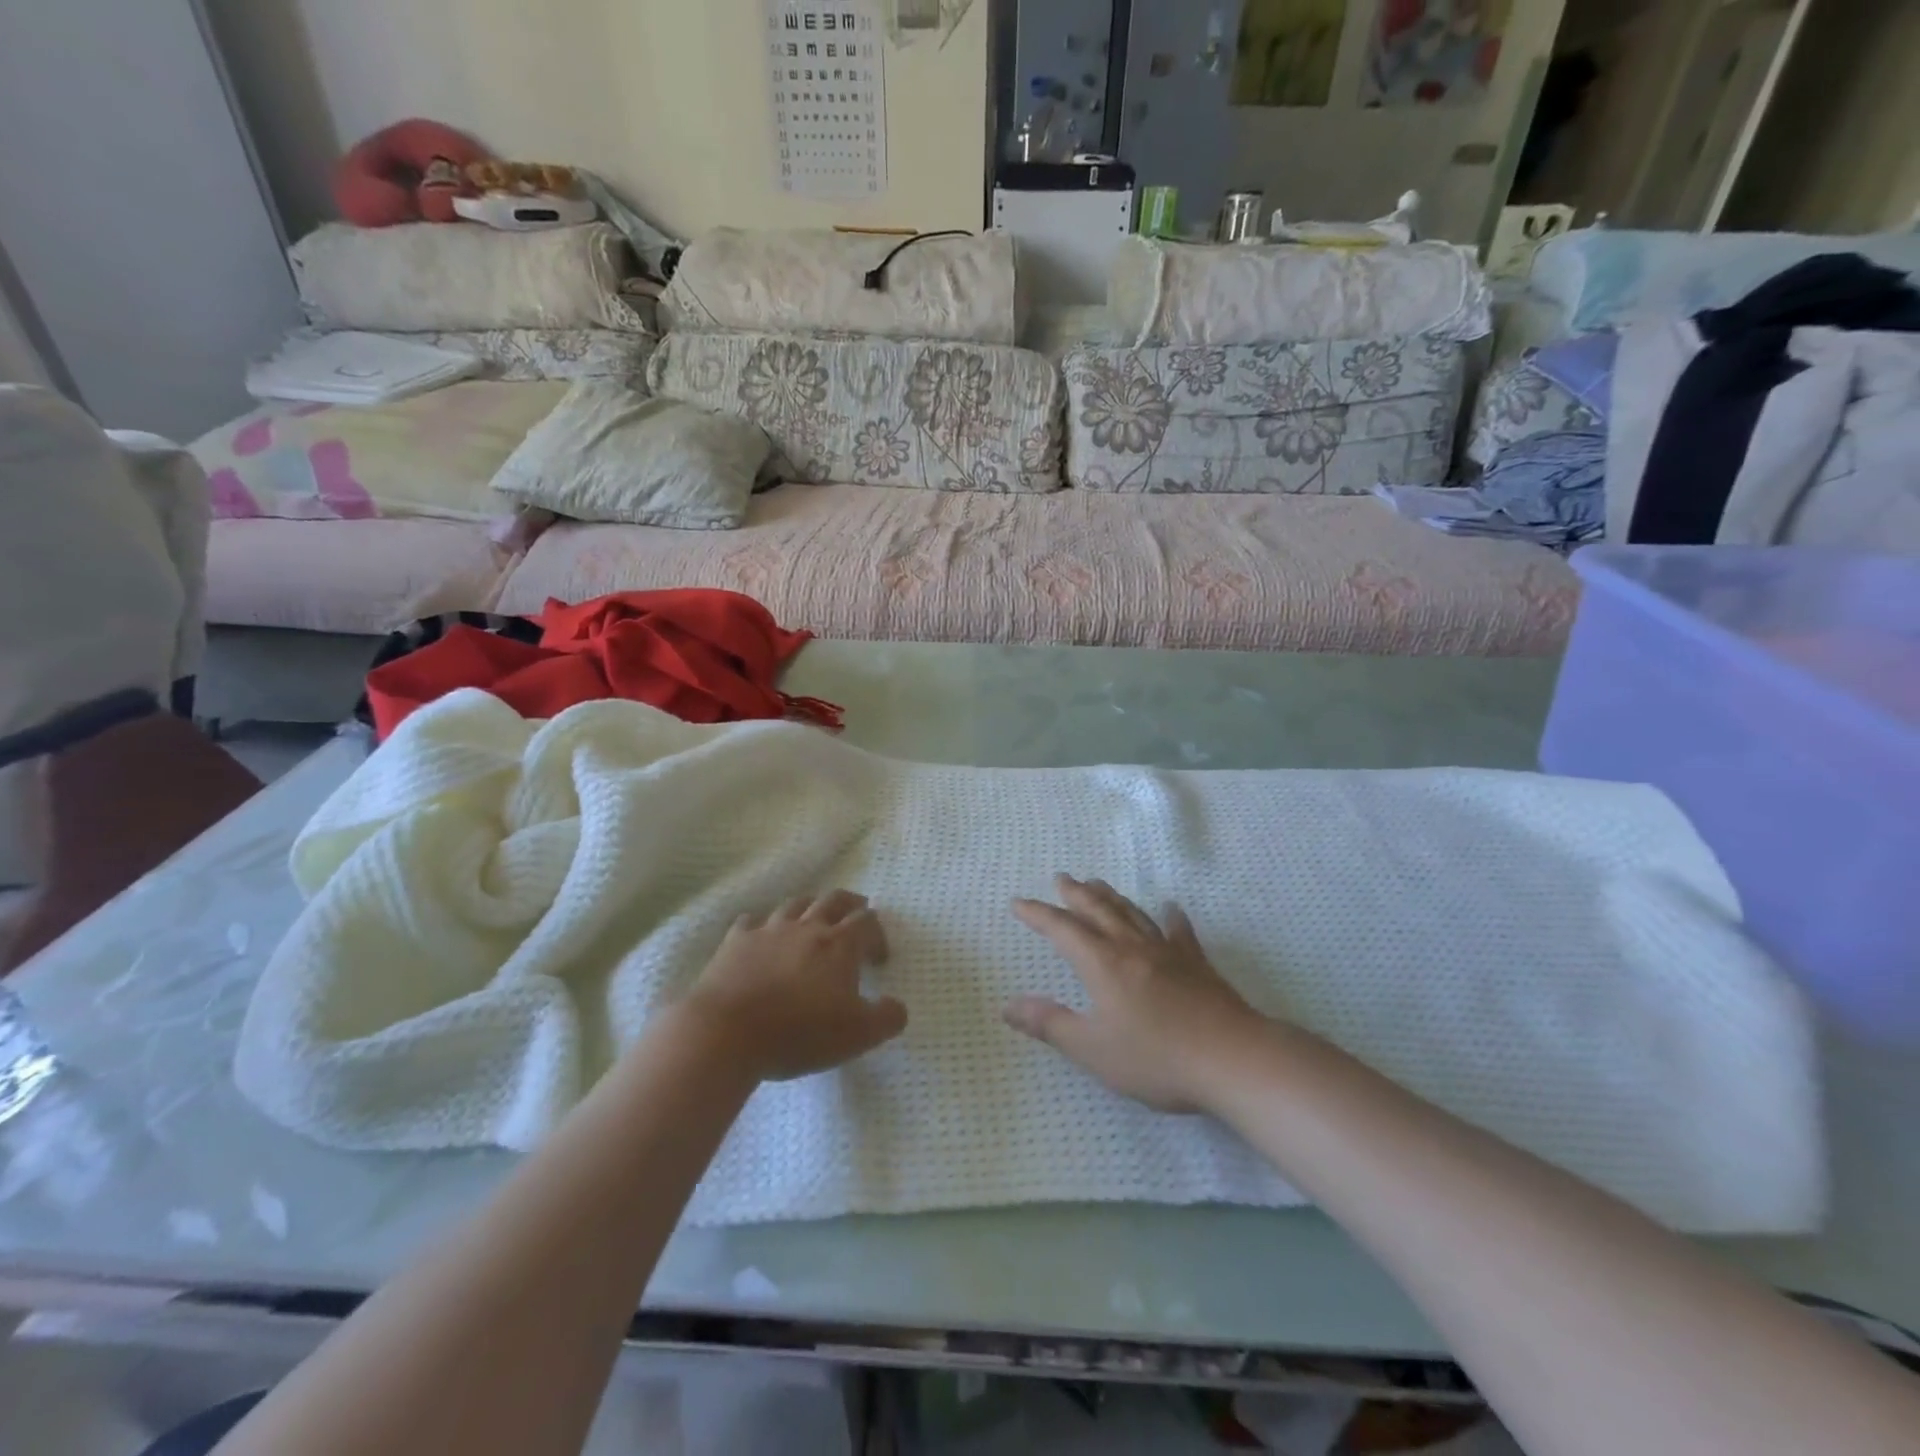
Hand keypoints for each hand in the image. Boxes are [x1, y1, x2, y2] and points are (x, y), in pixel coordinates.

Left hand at [680, 891, 905, 1081]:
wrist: (726, 1032)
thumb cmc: (799, 1032)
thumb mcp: (858, 1035)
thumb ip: (887, 1018)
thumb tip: (898, 1007)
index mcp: (839, 945)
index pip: (867, 922)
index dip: (878, 935)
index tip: (879, 958)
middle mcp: (807, 927)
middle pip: (834, 900)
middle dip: (850, 904)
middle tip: (857, 913)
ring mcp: (768, 930)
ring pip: (794, 904)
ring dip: (809, 907)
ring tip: (813, 919)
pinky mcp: (735, 942)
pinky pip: (751, 922)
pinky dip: (762, 925)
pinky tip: (761, 936)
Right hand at [1007, 875, 1261, 1113]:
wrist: (1232, 1058)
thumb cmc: (1156, 1057)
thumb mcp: (1093, 1049)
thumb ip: (1050, 1024)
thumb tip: (1008, 1005)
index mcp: (1103, 964)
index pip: (1062, 930)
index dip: (1038, 915)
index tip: (1019, 903)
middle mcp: (1132, 948)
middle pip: (1099, 911)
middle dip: (1076, 894)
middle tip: (1062, 878)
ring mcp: (1168, 952)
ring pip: (1133, 914)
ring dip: (1112, 897)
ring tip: (1098, 884)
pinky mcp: (1197, 964)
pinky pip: (1180, 932)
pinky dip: (1171, 917)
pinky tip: (1170, 908)